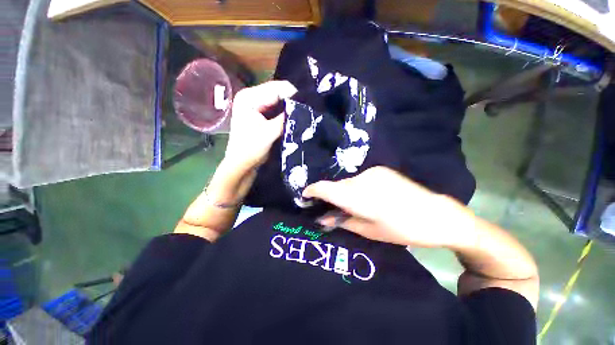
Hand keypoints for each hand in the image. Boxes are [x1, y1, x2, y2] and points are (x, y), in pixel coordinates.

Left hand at [225, 80, 297, 170]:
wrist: (241, 164)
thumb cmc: (251, 149)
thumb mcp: (269, 133)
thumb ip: (285, 118)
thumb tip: (303, 108)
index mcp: (249, 97)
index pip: (276, 88)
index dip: (293, 95)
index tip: (307, 106)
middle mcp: (251, 96)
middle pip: (277, 92)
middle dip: (292, 101)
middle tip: (306, 111)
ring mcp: (255, 104)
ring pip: (279, 101)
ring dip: (290, 108)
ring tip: (301, 115)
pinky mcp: (260, 113)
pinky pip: (277, 109)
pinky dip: (285, 113)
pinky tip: (293, 118)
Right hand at [302, 167, 475, 247]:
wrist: (435, 214)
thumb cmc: (401, 229)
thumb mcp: (369, 231)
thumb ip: (342, 221)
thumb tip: (322, 217)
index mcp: (358, 197)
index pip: (326, 188)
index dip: (312, 190)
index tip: (305, 195)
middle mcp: (361, 179)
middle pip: (337, 185)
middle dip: (330, 196)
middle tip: (332, 209)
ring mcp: (372, 172)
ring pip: (348, 182)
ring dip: (345, 192)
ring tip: (355, 205)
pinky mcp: (380, 169)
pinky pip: (359, 178)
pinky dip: (356, 187)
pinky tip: (368, 197)